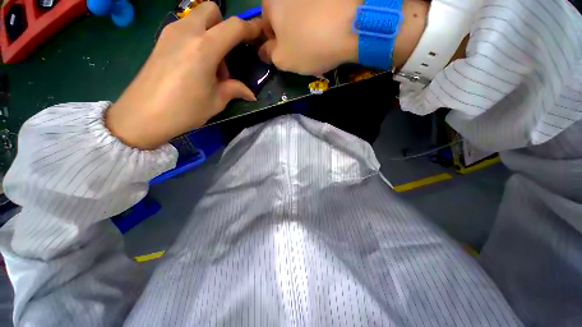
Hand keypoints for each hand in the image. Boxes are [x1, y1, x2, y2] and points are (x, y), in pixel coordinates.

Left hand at [106, 2, 260, 149]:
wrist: (142, 115)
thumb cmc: (184, 110)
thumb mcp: (216, 102)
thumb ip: (234, 90)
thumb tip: (250, 94)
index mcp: (204, 48)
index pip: (234, 27)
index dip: (250, 28)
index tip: (258, 32)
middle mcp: (187, 32)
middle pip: (211, 10)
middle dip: (225, 25)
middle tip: (227, 52)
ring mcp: (171, 33)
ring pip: (197, 18)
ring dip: (211, 34)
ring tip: (212, 67)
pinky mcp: (161, 40)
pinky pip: (186, 28)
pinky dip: (197, 39)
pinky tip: (197, 64)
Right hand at [259, 0, 361, 75]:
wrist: (350, 26)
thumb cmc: (308, 45)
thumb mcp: (283, 59)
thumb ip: (269, 55)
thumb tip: (264, 51)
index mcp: (272, 3)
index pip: (266, 24)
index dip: (274, 42)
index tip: (285, 53)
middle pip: (284, 17)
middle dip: (289, 34)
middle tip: (302, 49)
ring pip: (302, 13)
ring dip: (305, 27)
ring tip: (318, 40)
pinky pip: (319, 10)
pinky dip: (320, 20)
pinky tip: (329, 31)